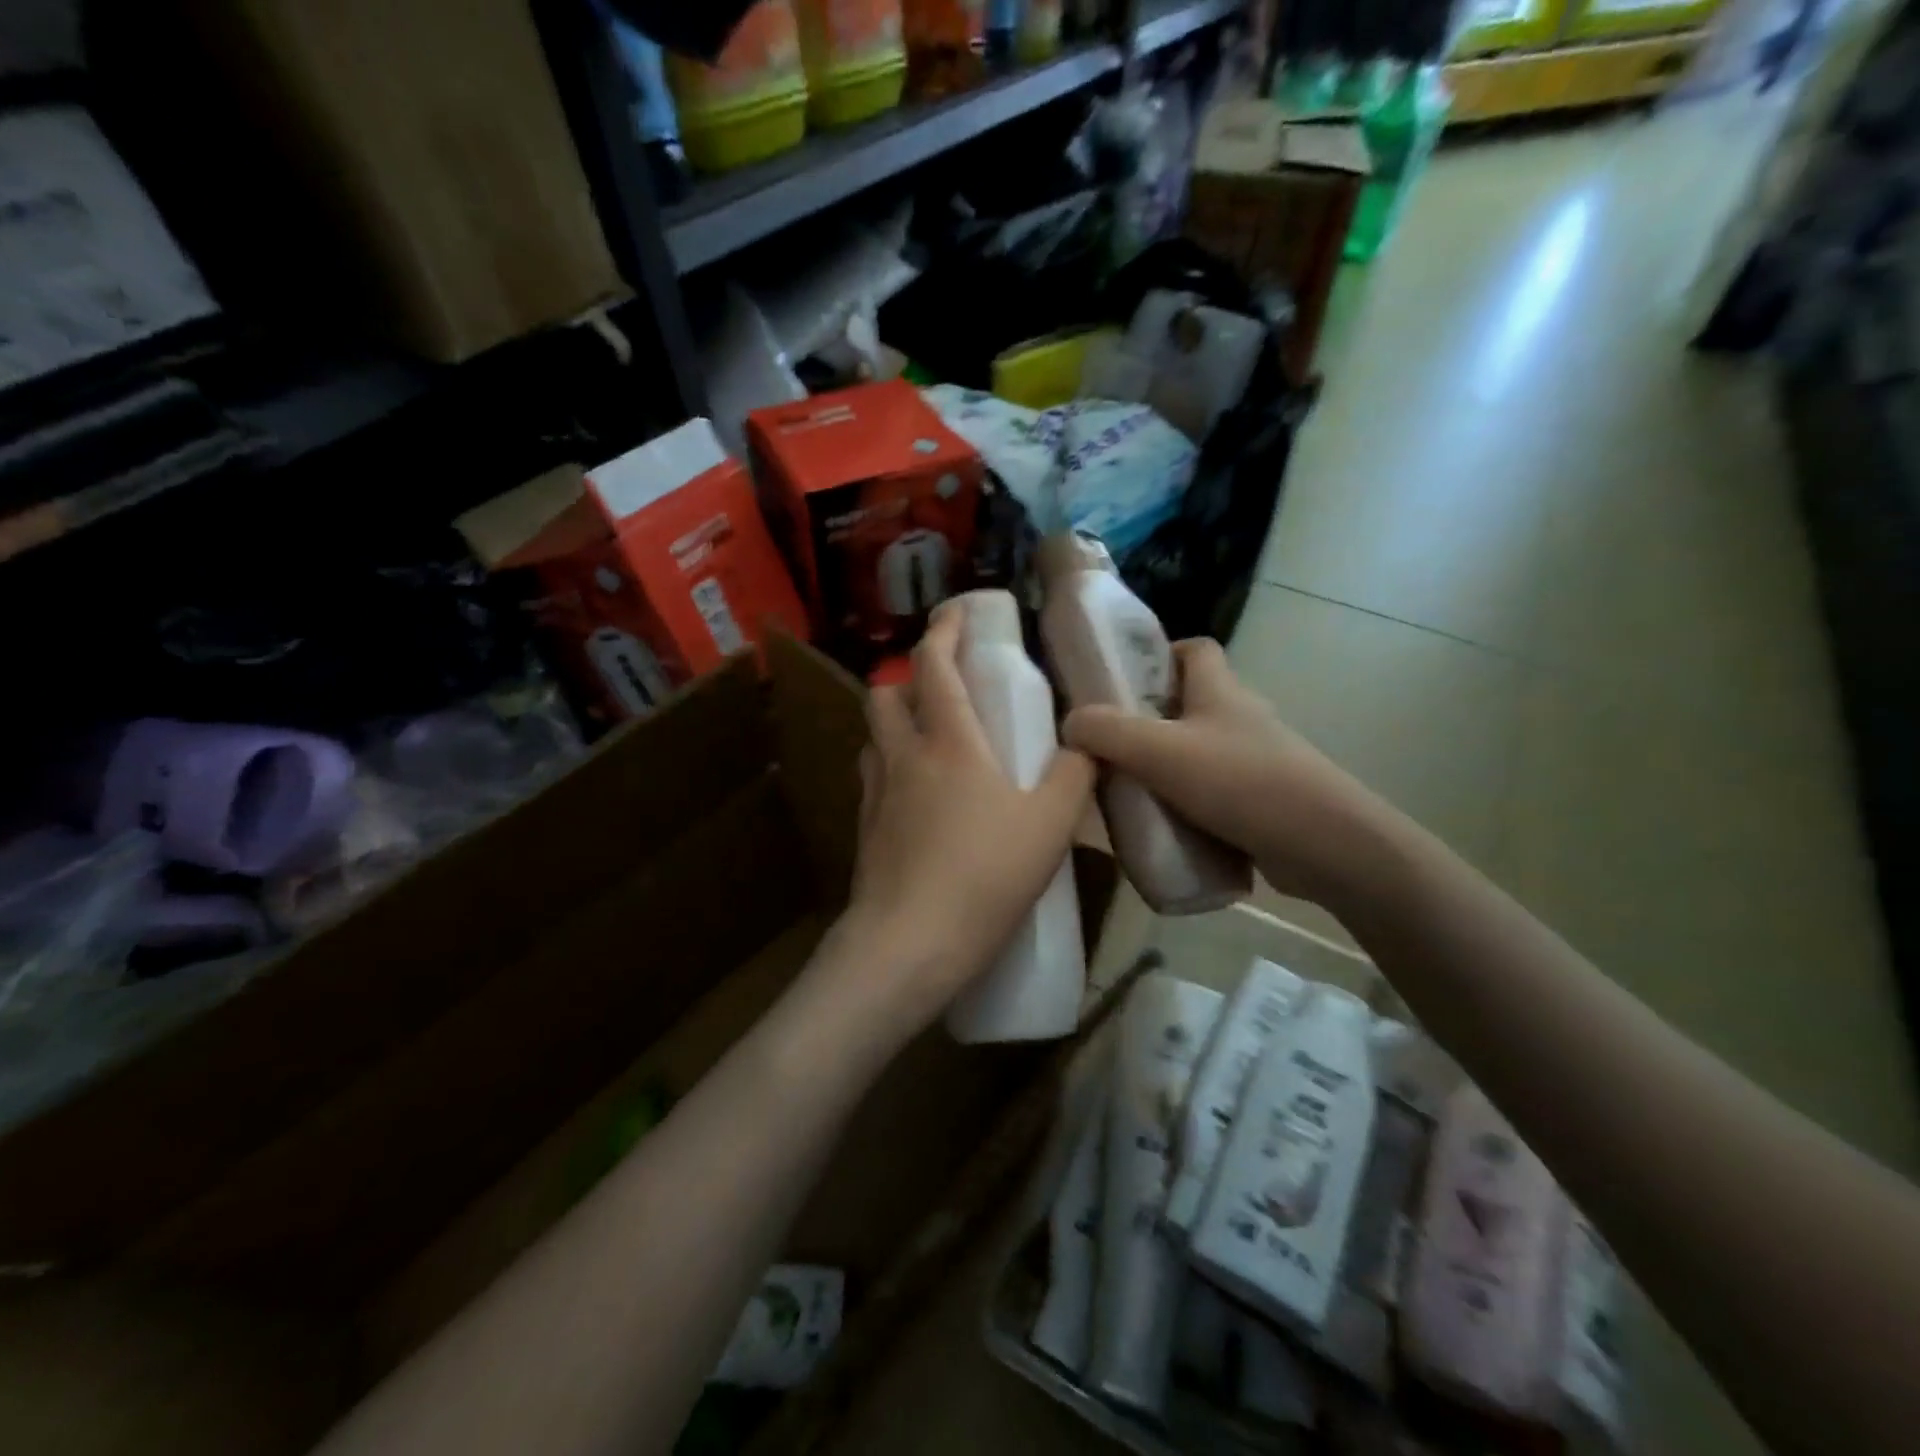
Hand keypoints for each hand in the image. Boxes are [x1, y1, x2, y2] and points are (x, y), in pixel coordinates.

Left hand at [842, 607, 1094, 1034]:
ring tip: (932, 742)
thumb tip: (1087, 745)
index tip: (956, 613)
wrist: (908, 944)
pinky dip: (893, 769)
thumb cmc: (983, 877)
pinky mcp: (865, 830)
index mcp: (948, 742)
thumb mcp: (1050, 826)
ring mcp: (876, 794)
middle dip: (909, 678)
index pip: (934, 665)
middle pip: (884, 694)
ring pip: (873, 737)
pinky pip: (874, 779)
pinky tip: (921, 800)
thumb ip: (1074, 777)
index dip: (943, 630)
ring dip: (897, 724)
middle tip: (944, 690)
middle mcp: (903, 756)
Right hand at [1061, 638, 1395, 906]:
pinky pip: (1213, 792)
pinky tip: (1162, 828)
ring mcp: (1256, 760)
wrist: (1324, 844)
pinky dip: (1187, 803)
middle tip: (1110, 744)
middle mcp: (1241, 718)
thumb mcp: (1159, 751)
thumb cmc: (1240, 781)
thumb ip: (1106, 732)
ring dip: (1165, 766)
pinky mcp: (1263, 800)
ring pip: (1199, 751)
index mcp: (1221, 690)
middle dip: (1150, 720)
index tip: (1123, 680)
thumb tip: (1070, 723)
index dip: (1161, 654)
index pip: (1195, 649)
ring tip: (1126, 790)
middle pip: (1191, 703)